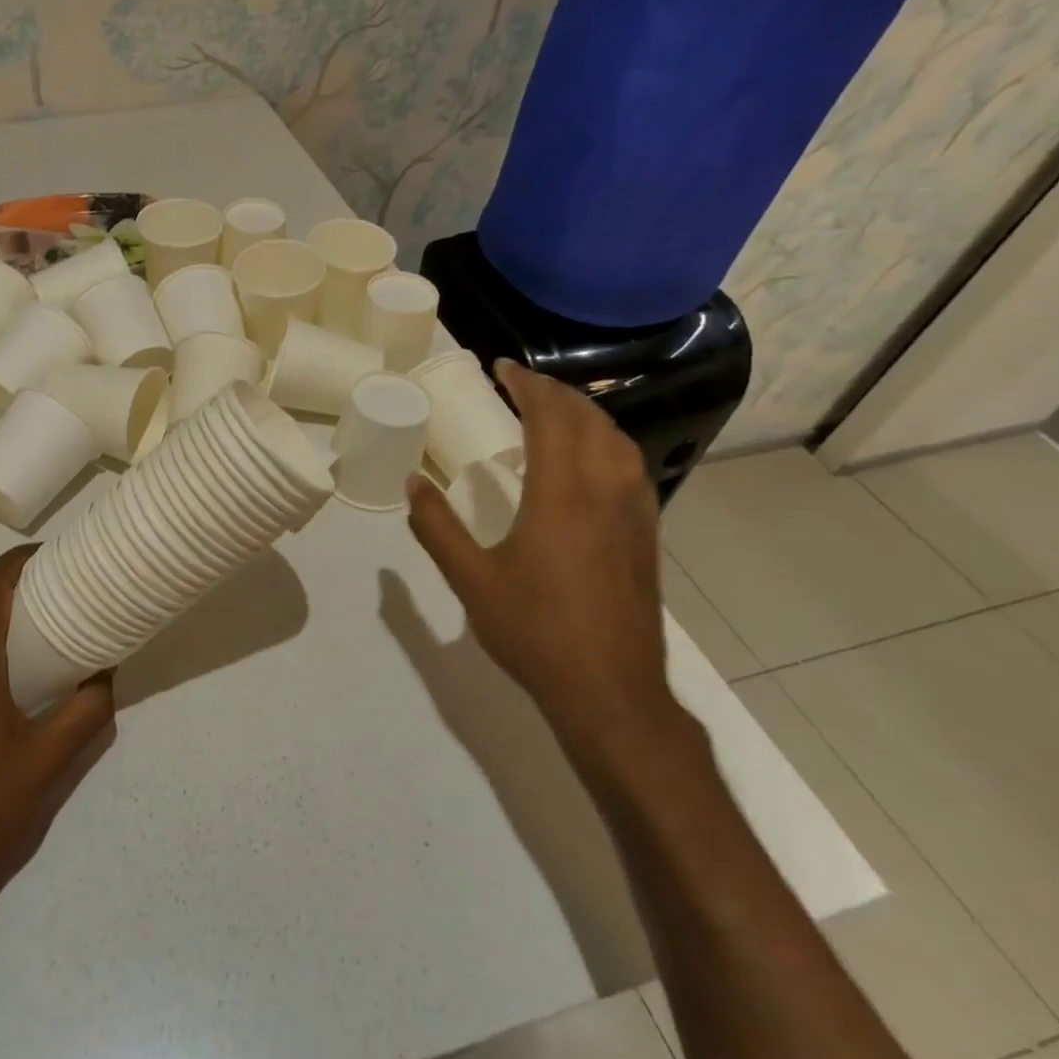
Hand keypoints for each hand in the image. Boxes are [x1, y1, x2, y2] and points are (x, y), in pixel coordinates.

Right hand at [407, 360, 669, 750]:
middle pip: (589, 419)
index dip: (527, 385)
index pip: (551, 417)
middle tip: (521, 384)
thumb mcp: (470, 579)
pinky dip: (606, 443)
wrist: (611, 691)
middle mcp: (606, 491)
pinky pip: (631, 467)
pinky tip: (589, 462)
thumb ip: (437, 527)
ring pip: (618, 440)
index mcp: (562, 494)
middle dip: (555, 392)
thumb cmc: (535, 632)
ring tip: (554, 412)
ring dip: (585, 414)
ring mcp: (635, 513)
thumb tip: (411, 483)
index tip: (502, 367)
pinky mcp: (646, 536)